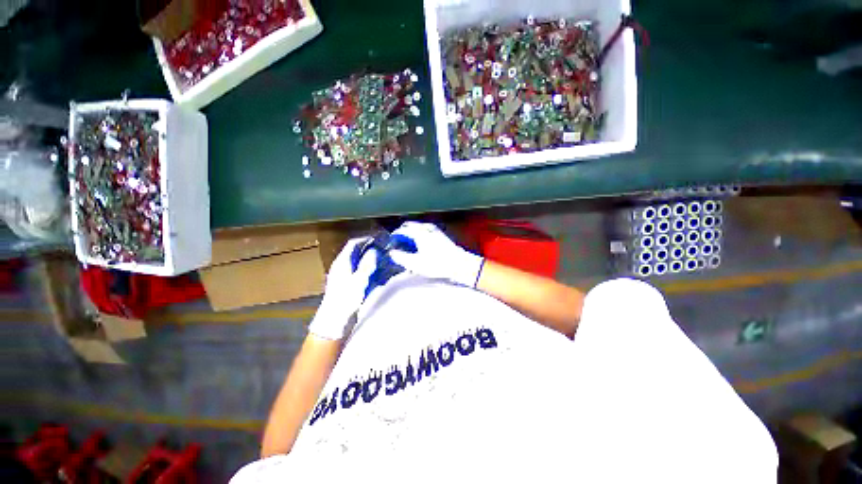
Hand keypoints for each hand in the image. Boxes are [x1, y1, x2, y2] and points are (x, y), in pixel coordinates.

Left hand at [308, 238, 376, 339]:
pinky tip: (377, 272)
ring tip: (383, 259)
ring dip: (370, 258)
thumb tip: (374, 250)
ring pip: (358, 261)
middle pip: (356, 252)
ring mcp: (343, 275)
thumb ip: (367, 264)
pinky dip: (368, 268)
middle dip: (369, 248)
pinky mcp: (347, 284)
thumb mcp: (359, 280)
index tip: (379, 238)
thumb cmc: (345, 299)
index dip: (365, 239)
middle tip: (383, 248)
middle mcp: (341, 266)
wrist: (334, 320)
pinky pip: (359, 270)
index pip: (353, 244)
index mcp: (342, 262)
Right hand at [389, 222, 484, 287]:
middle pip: (409, 226)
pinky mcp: (440, 235)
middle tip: (398, 245)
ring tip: (409, 246)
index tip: (391, 245)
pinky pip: (425, 231)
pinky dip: (419, 235)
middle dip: (402, 234)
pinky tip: (420, 246)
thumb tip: (392, 253)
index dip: (394, 237)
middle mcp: (426, 228)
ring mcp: (434, 230)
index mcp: (419, 233)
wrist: (459, 264)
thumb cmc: (437, 264)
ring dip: (410, 234)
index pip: (402, 231)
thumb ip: (401, 257)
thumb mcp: (416, 264)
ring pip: (417, 228)